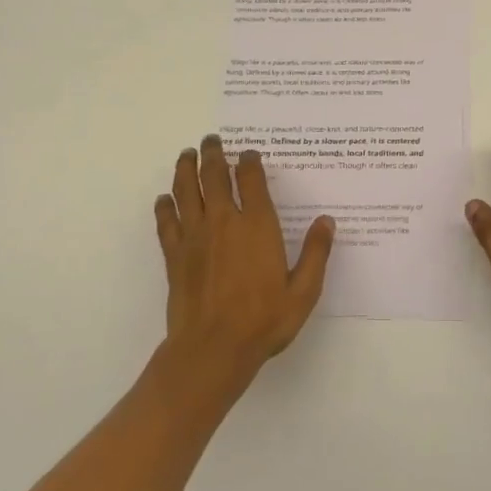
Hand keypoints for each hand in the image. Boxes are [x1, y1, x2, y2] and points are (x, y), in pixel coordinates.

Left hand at [155, 136, 333, 390]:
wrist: (212, 350)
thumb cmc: (263, 321)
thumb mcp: (303, 291)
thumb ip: (316, 253)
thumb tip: (326, 221)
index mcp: (257, 226)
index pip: (252, 180)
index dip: (250, 162)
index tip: (249, 153)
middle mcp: (224, 222)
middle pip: (214, 177)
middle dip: (213, 154)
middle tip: (211, 140)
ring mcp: (195, 237)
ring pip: (187, 192)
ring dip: (186, 170)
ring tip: (186, 155)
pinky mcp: (175, 256)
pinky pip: (167, 223)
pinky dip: (165, 207)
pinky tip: (164, 199)